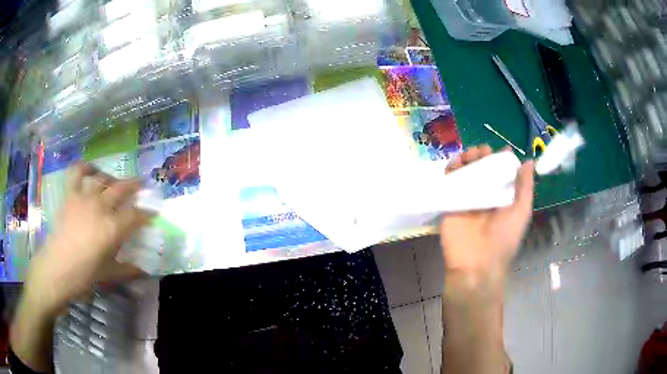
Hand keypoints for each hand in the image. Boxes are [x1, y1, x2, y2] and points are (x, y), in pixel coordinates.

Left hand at [26, 164, 149, 314]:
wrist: (56, 269)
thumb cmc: (84, 275)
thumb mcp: (109, 274)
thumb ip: (128, 269)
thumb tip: (144, 270)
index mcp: (112, 228)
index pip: (135, 215)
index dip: (147, 213)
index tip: (153, 213)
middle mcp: (100, 207)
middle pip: (121, 189)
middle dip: (134, 186)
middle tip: (141, 185)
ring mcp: (84, 198)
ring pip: (102, 179)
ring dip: (111, 178)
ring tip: (115, 182)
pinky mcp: (70, 195)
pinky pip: (77, 173)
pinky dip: (85, 167)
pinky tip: (91, 169)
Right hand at [439, 145, 533, 284]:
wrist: (476, 264)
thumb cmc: (503, 239)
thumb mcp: (521, 213)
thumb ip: (524, 187)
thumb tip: (529, 161)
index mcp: (503, 197)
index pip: (502, 172)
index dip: (501, 159)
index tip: (502, 150)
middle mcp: (485, 195)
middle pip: (482, 168)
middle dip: (482, 155)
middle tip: (481, 152)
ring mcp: (466, 198)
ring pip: (465, 171)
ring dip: (466, 158)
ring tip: (469, 156)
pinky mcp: (450, 202)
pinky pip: (449, 181)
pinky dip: (450, 170)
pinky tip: (455, 164)